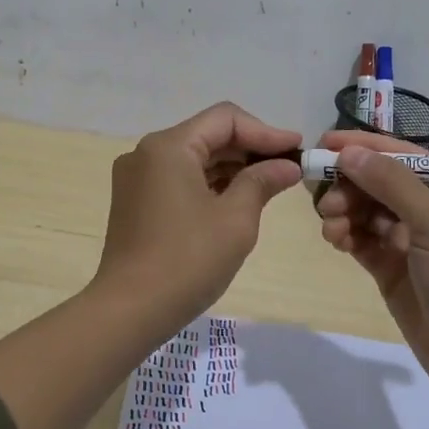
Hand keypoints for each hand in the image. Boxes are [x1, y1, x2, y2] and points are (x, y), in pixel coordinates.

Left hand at [92, 103, 303, 334]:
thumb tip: (287, 165)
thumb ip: (262, 182)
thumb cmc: (188, 260)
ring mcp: (137, 178)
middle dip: (250, 149)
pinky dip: (210, 184)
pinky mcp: (135, 202)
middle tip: (289, 167)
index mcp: (168, 147)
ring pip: (194, 158)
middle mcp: (147, 153)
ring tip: (270, 184)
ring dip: (232, 167)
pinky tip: (238, 199)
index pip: (225, 119)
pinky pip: (179, 179)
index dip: (266, 131)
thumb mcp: (235, 219)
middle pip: (208, 135)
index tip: (298, 149)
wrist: (130, 310)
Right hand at [315, 130, 428, 395]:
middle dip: (349, 184)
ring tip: (330, 224)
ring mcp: (408, 240)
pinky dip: (345, 235)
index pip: (401, 156)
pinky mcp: (391, 268)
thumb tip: (349, 152)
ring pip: (365, 212)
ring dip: (343, 211)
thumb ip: (391, 183)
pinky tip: (335, 239)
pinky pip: (361, 240)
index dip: (363, 147)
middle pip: (378, 183)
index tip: (325, 144)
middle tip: (323, 196)